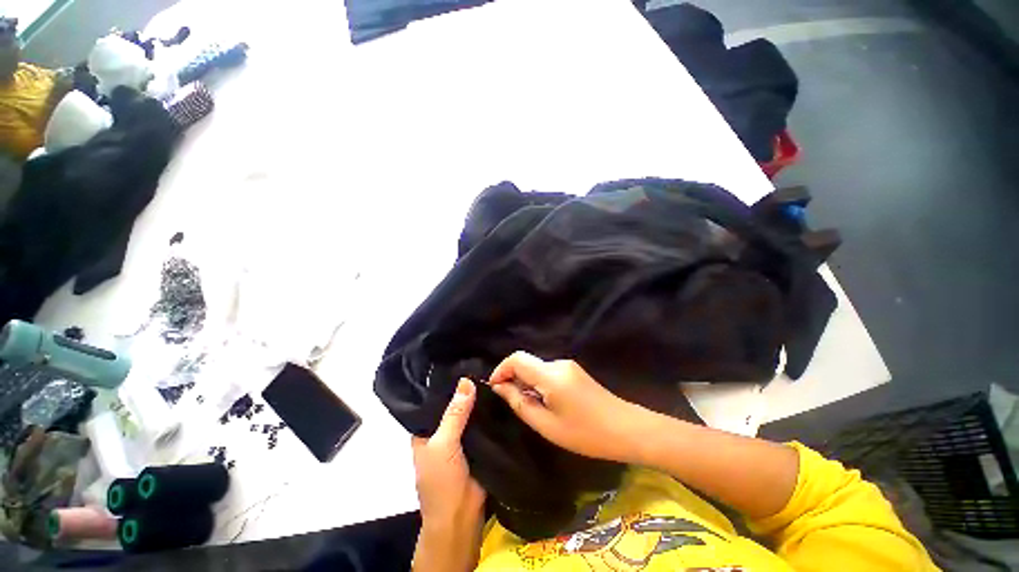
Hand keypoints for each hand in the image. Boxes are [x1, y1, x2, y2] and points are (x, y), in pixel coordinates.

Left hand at [411, 379, 485, 571]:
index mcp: (427, 429)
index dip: (447, 383)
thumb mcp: (443, 444)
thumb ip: (454, 413)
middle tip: (485, 363)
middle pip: (456, 404)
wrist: (461, 517)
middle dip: (468, 388)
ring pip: (472, 413)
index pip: (435, 399)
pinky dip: (491, 412)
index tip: (462, 361)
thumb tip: (466, 380)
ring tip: (495, 373)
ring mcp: (463, 437)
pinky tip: (501, 394)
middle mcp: (444, 430)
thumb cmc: (441, 481)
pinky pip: (485, 423)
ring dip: (481, 399)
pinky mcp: (480, 443)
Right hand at [489, 351, 649, 464]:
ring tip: (530, 407)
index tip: (495, 388)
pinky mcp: (574, 371)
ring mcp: (568, 365)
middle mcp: (558, 363)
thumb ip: (519, 402)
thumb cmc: (585, 433)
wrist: (626, 429)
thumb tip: (500, 387)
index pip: (516, 358)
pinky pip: (548, 373)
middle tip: (512, 404)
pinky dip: (539, 384)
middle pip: (526, 363)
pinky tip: (546, 403)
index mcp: (550, 374)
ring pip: (536, 368)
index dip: (501, 369)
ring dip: (527, 383)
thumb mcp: (547, 425)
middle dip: (513, 379)